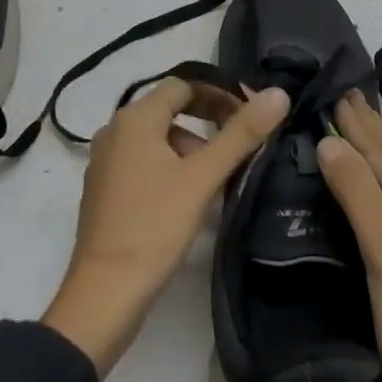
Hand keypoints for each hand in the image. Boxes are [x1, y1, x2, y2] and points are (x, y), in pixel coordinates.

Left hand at [42, 78, 288, 377]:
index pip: (183, 85)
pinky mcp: (104, 191)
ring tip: (218, 175)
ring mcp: (104, 162)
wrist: (103, 297)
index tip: (247, 115)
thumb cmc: (154, 227)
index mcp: (135, 119)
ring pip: (157, 138)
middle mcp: (114, 131)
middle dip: (207, 119)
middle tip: (239, 141)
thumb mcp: (203, 178)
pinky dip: (169, 166)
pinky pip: (143, 161)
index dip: (218, 94)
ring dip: (190, 146)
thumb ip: (241, 134)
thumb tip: (278, 94)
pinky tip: (189, 197)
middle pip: (169, 109)